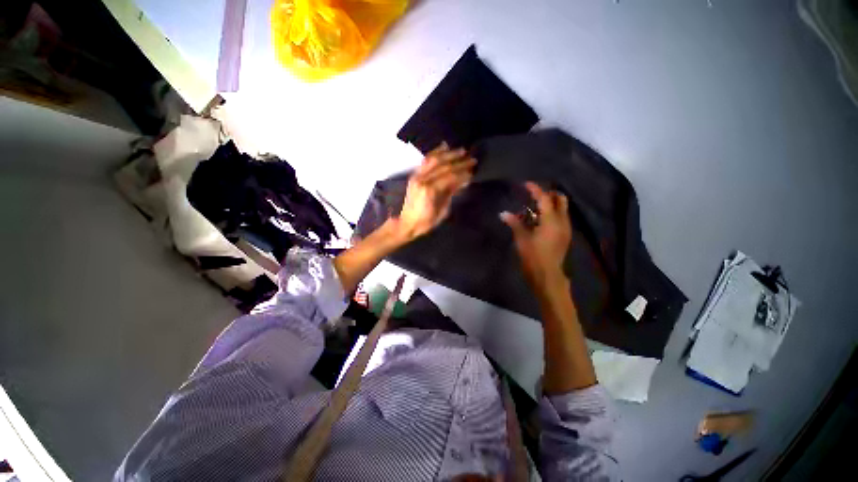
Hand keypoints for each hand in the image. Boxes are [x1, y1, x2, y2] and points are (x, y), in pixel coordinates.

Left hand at [396, 143, 475, 239]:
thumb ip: (451, 193)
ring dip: (449, 154)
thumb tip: (463, 181)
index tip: (473, 171)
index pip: (450, 177)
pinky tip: (443, 146)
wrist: (407, 223)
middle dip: (459, 162)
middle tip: (472, 159)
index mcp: (430, 190)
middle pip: (443, 166)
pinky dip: (435, 152)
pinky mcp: (414, 175)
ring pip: (434, 159)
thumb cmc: (426, 221)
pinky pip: (425, 161)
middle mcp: (422, 179)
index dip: (462, 173)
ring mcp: (417, 176)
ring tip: (461, 150)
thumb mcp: (442, 210)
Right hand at [500, 182, 571, 289]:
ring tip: (535, 207)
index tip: (526, 184)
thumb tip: (503, 213)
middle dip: (549, 194)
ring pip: (562, 209)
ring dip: (550, 204)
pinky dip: (552, 214)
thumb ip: (514, 224)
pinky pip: (561, 218)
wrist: (547, 276)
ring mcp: (565, 229)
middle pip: (560, 200)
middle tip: (535, 195)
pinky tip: (539, 220)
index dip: (535, 189)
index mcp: (551, 220)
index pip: (544, 199)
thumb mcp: (522, 239)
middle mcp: (562, 222)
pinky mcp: (564, 236)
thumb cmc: (533, 257)